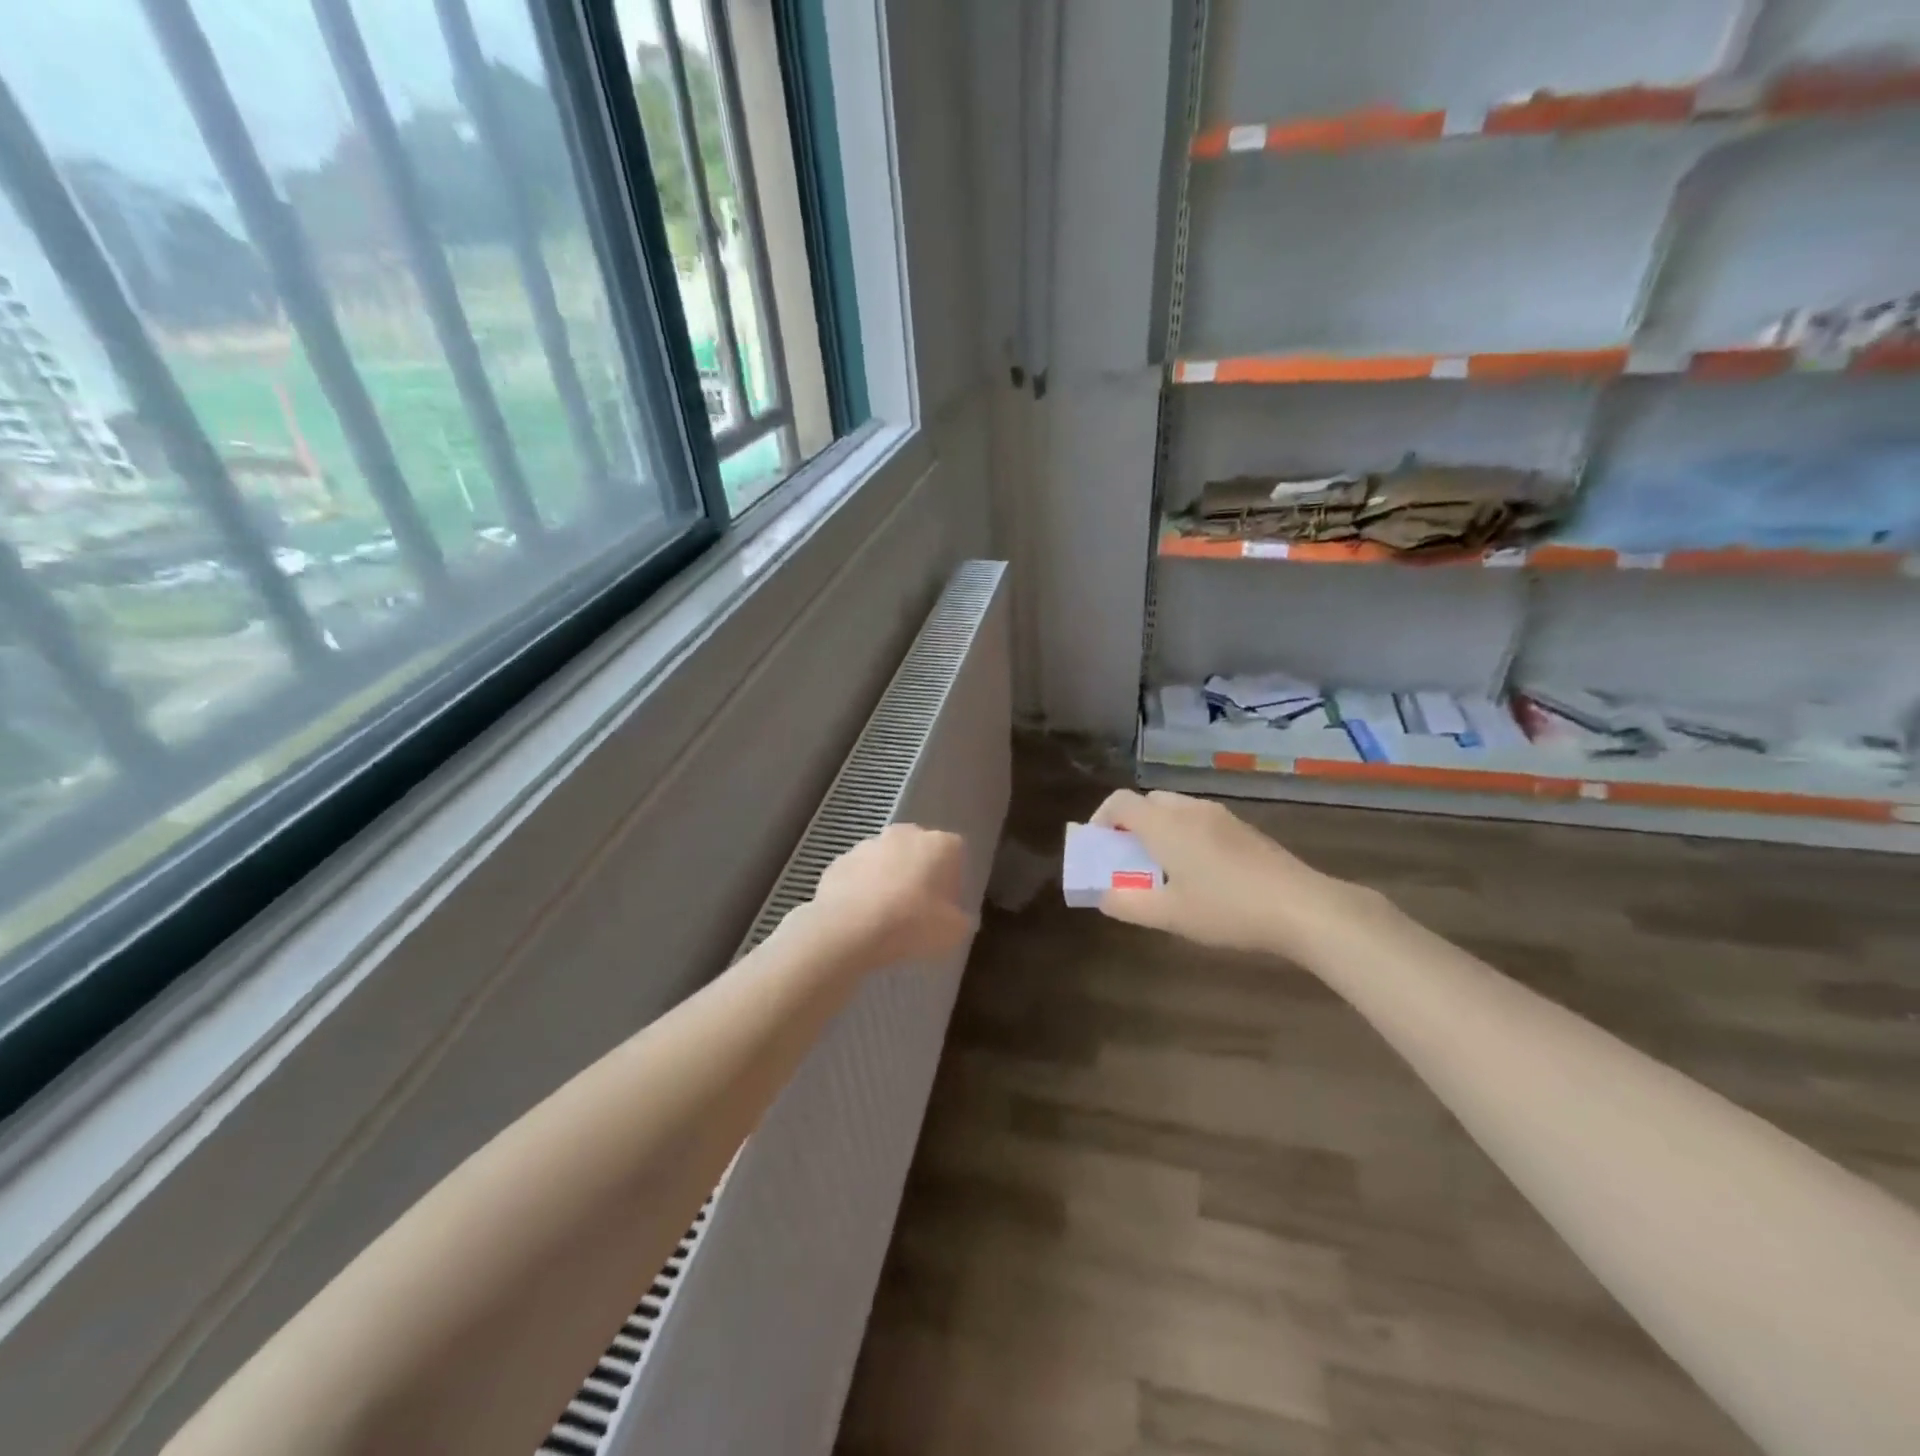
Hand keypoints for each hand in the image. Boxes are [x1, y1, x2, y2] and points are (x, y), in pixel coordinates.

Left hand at [795, 824, 974, 974]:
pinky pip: (858, 873)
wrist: (848, 928)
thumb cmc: (911, 924)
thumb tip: (957, 919)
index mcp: (938, 843)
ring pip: (886, 859)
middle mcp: (904, 834)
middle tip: (918, 907)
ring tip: (886, 914)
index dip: (953, 878)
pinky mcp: (839, 861)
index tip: (947, 904)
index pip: (955, 851)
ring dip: (889, 878)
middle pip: (918, 849)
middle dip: (920, 872)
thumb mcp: (953, 932)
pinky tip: (861, 915)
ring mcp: (867, 844)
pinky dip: (861, 888)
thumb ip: (961, 920)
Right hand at [1091, 789, 1371, 958]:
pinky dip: (1185, 836)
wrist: (1302, 907)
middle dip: (1130, 825)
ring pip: (1176, 811)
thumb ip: (1128, 904)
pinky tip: (1200, 873)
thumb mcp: (1170, 915)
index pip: (1120, 802)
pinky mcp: (1244, 830)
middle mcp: (1190, 810)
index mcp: (1165, 824)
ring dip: (1159, 831)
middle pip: (1148, 802)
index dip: (1101, 818)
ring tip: (1162, 869)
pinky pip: (1200, 821)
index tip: (1098, 847)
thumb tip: (1104, 896)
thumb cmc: (1227, 909)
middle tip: (1128, 859)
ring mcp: (1221, 817)